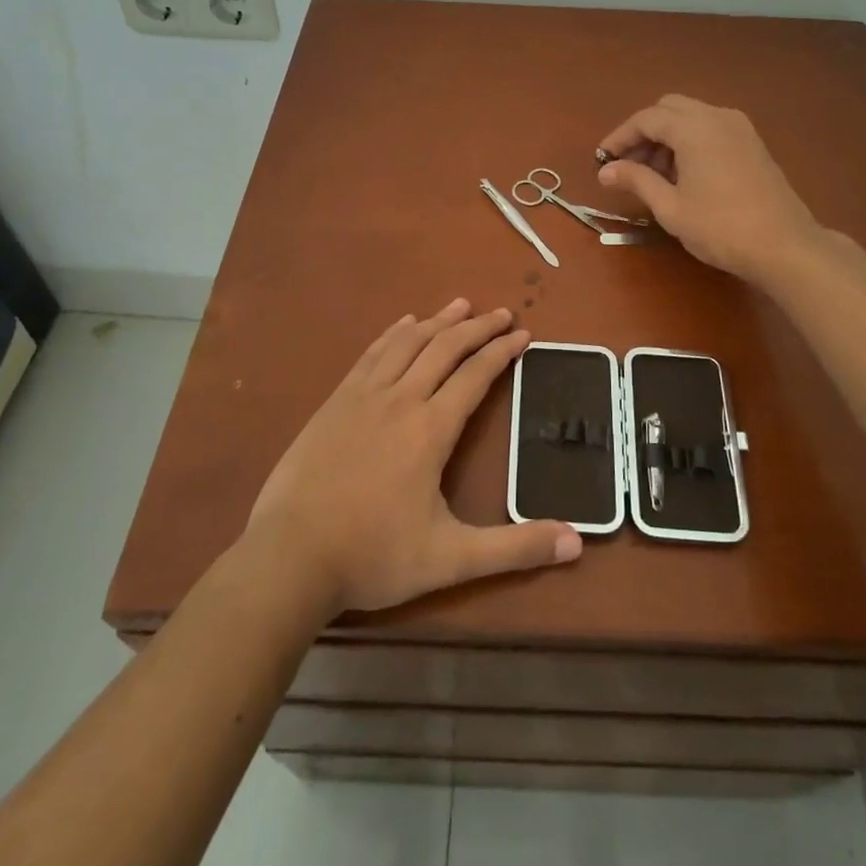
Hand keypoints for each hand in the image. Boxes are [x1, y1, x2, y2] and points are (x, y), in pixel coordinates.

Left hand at [246, 299, 581, 613]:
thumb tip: (576, 542)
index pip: (475, 376)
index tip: (524, 335)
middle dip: (478, 327)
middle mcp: (400, 399)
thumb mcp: (451, 560)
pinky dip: (394, 333)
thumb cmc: (373, 556)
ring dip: (438, 321)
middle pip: (445, 348)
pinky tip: (403, 325)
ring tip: (461, 305)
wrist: (289, 557)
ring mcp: (363, 396)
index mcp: (431, 429)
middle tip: (502, 313)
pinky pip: (372, 354)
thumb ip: (514, 549)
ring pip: (408, 343)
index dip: (502, 352)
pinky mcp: (335, 402)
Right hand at [597, 95, 821, 284]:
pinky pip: (711, 128)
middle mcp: (717, 116)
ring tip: (653, 176)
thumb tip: (606, 170)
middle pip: (669, 109)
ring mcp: (739, 127)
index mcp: (694, 128)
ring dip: (667, 137)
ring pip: (691, 117)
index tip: (602, 160)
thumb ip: (636, 180)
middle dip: (644, 133)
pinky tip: (684, 175)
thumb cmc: (721, 227)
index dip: (620, 137)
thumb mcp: (670, 207)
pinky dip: (690, 141)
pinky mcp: (752, 143)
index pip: (646, 119)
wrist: (784, 245)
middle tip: (629, 166)